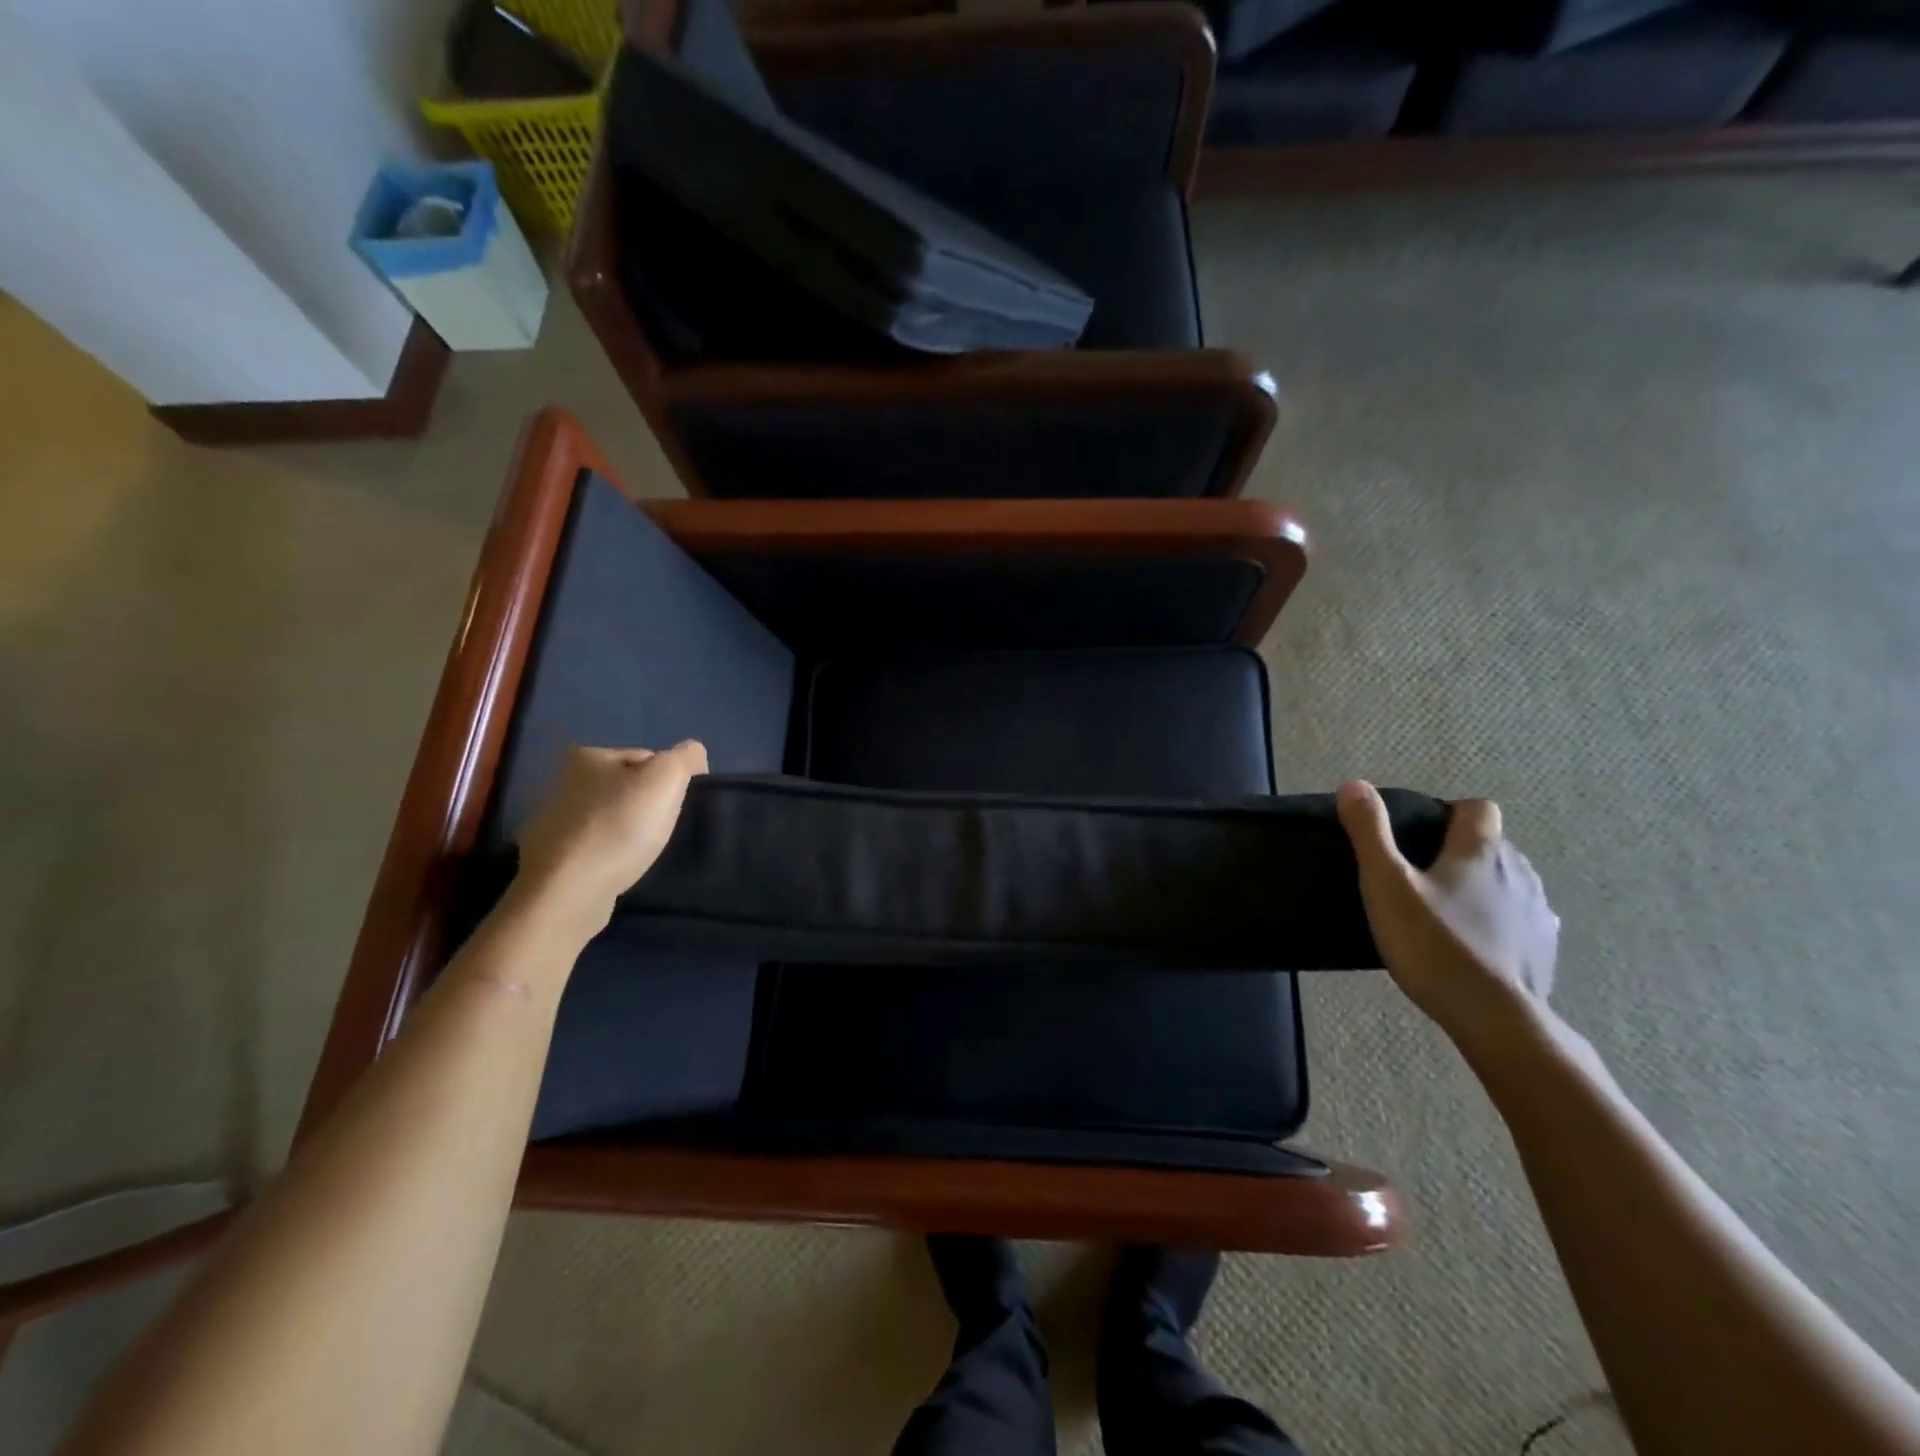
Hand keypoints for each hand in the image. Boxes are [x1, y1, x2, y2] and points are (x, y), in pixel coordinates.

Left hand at [515, 742, 707, 936]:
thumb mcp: (666, 778)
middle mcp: (561, 782)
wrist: (568, 892)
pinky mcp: (549, 859)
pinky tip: (619, 869)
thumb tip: (693, 754)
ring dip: (627, 832)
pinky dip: (608, 856)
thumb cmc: (619, 827)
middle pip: (626, 788)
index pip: (646, 758)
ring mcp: (550, 823)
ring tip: (642, 853)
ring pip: (609, 819)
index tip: (675, 808)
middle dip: (646, 806)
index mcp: (586, 756)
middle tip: (662, 831)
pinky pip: (592, 849)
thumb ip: (685, 757)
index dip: (668, 782)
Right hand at [1336, 780, 1559, 1055]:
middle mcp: (1517, 872)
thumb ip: (1369, 833)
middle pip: (1493, 844)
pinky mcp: (1544, 949)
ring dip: (1483, 886)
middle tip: (1420, 876)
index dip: (1451, 812)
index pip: (1478, 808)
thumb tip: (1354, 785)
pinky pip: (1521, 919)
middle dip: (1461, 851)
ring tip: (1446, 911)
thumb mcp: (1386, 884)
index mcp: (1480, 852)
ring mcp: (1537, 912)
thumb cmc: (1433, 943)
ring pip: (1509, 882)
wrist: (1492, 1016)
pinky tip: (1473, 943)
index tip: (1421, 832)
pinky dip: (1500, 921)